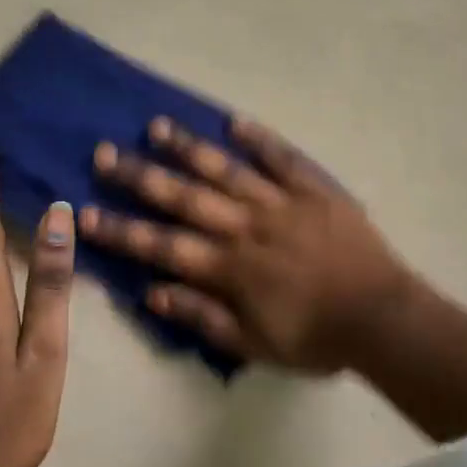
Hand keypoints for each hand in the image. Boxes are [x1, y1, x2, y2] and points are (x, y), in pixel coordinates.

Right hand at [79, 116, 416, 371]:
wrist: (381, 317)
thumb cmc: (316, 338)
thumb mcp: (254, 344)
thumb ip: (203, 316)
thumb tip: (152, 291)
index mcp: (231, 267)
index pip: (163, 245)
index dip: (121, 230)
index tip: (85, 211)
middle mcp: (248, 227)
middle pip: (186, 197)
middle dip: (141, 176)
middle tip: (104, 153)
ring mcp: (283, 203)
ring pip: (228, 170)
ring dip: (190, 148)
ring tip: (157, 126)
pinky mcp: (315, 190)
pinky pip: (284, 159)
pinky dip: (260, 139)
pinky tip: (234, 121)